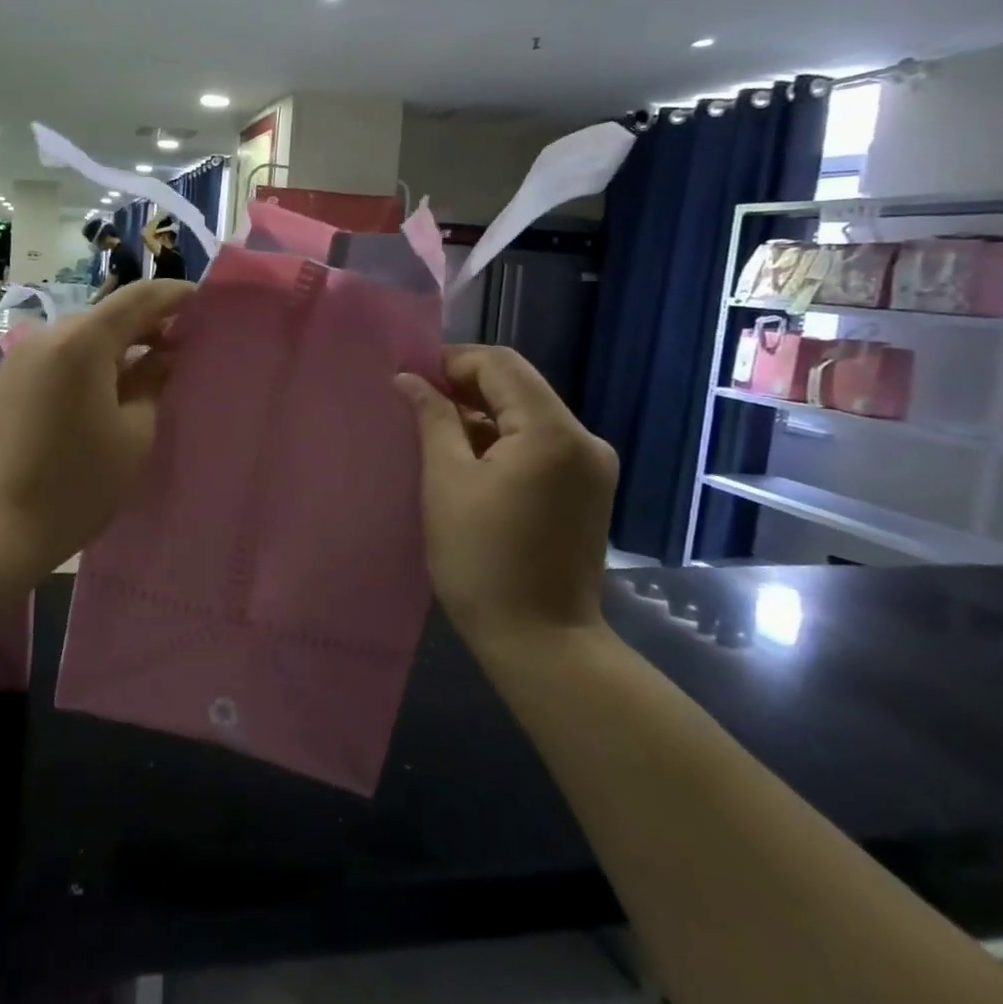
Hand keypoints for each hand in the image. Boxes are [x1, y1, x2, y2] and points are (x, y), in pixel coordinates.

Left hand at [0, 280, 192, 570]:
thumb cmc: (74, 484)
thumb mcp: (132, 435)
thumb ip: (153, 382)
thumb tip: (166, 354)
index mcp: (83, 340)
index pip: (140, 297)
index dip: (177, 296)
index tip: (207, 308)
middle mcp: (49, 335)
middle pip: (110, 315)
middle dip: (150, 326)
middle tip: (185, 352)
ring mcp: (22, 358)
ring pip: (84, 337)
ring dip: (120, 348)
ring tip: (151, 377)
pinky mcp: (8, 382)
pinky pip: (61, 358)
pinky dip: (91, 364)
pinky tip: (108, 395)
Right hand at [396, 346, 616, 650]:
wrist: (542, 642)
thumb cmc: (482, 560)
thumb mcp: (446, 482)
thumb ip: (433, 419)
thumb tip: (410, 379)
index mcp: (552, 431)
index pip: (501, 364)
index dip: (452, 361)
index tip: (411, 378)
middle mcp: (584, 439)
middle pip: (519, 386)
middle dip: (466, 386)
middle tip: (417, 404)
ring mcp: (592, 466)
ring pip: (529, 415)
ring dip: (483, 415)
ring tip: (436, 433)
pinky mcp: (589, 490)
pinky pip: (541, 444)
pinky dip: (504, 441)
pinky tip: (470, 461)